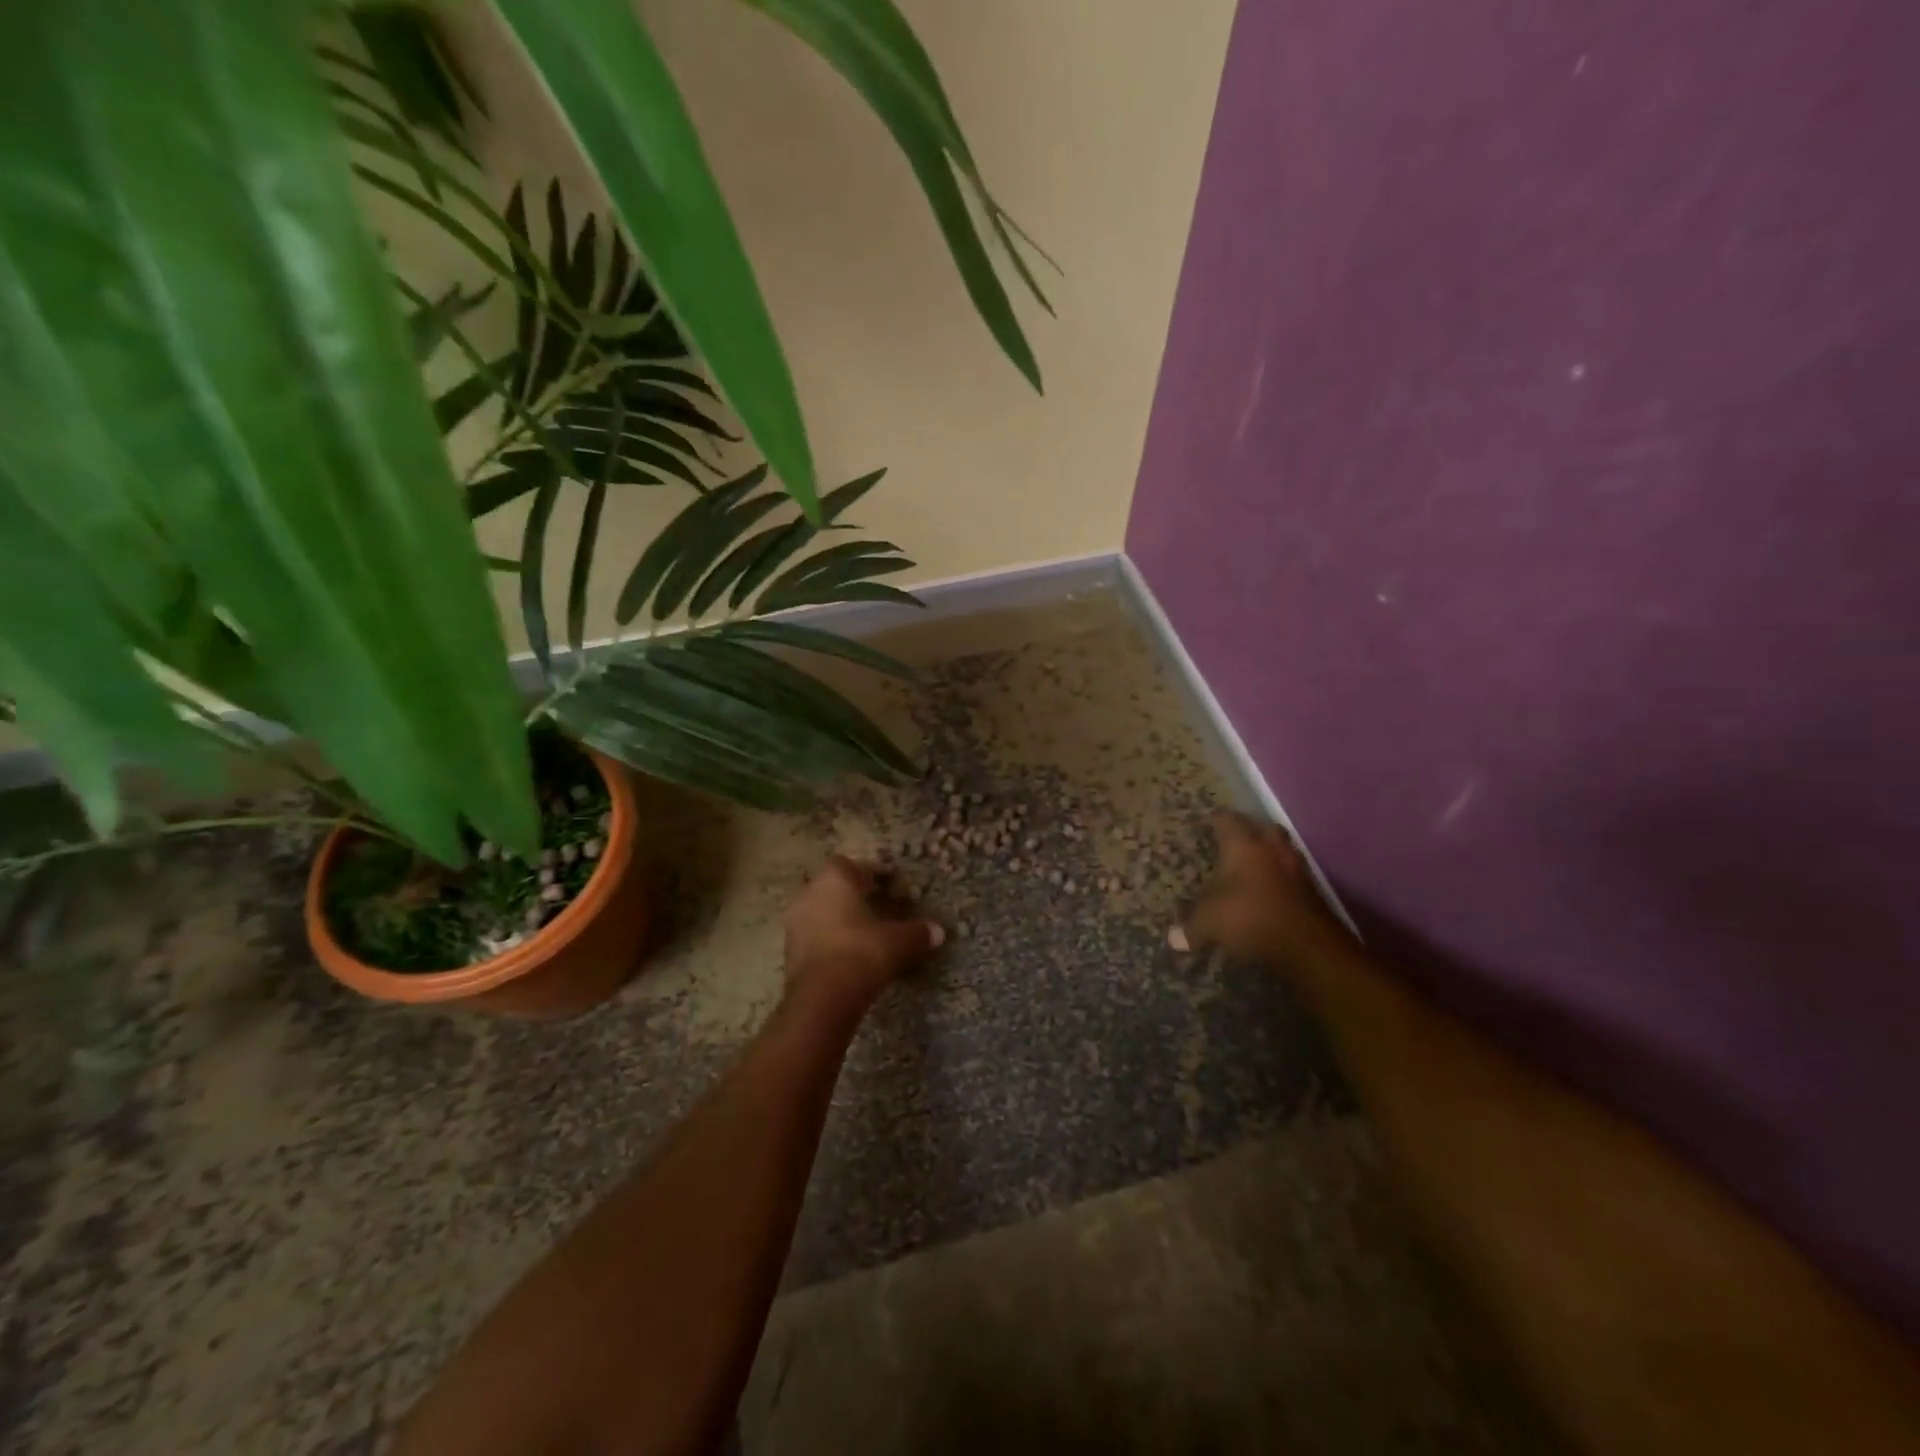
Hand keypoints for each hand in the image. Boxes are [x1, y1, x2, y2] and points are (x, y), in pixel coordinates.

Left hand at [782, 856, 943, 1016]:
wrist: (822, 998)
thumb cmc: (862, 952)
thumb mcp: (899, 942)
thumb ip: (918, 933)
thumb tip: (938, 932)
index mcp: (834, 878)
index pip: (855, 865)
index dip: (875, 875)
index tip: (893, 889)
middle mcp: (809, 893)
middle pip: (836, 888)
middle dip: (858, 898)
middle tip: (882, 911)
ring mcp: (795, 922)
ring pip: (824, 912)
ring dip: (843, 920)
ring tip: (868, 936)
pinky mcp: (789, 951)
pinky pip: (816, 936)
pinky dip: (832, 941)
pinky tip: (851, 956)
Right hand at [1173, 811, 1346, 971]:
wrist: (1311, 947)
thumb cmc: (1251, 919)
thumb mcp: (1210, 923)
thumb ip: (1191, 927)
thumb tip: (1173, 938)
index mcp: (1244, 846)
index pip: (1226, 819)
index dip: (1213, 819)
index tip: (1203, 822)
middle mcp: (1272, 849)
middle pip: (1261, 827)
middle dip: (1247, 830)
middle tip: (1231, 839)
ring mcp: (1297, 869)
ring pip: (1281, 849)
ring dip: (1267, 853)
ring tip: (1250, 865)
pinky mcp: (1312, 891)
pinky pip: (1292, 874)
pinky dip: (1279, 878)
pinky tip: (1268, 891)